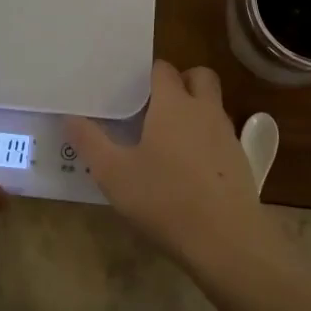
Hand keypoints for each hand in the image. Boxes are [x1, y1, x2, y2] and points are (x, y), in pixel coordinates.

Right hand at [67, 61, 265, 266]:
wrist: (226, 242)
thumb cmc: (164, 199)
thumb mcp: (113, 174)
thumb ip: (89, 141)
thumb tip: (69, 117)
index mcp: (173, 104)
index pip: (163, 69)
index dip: (147, 74)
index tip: (129, 89)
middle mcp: (204, 110)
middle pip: (199, 76)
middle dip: (181, 81)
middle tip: (154, 104)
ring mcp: (227, 136)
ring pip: (212, 106)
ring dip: (194, 110)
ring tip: (167, 138)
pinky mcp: (240, 162)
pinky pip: (221, 136)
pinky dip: (206, 140)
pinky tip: (187, 169)